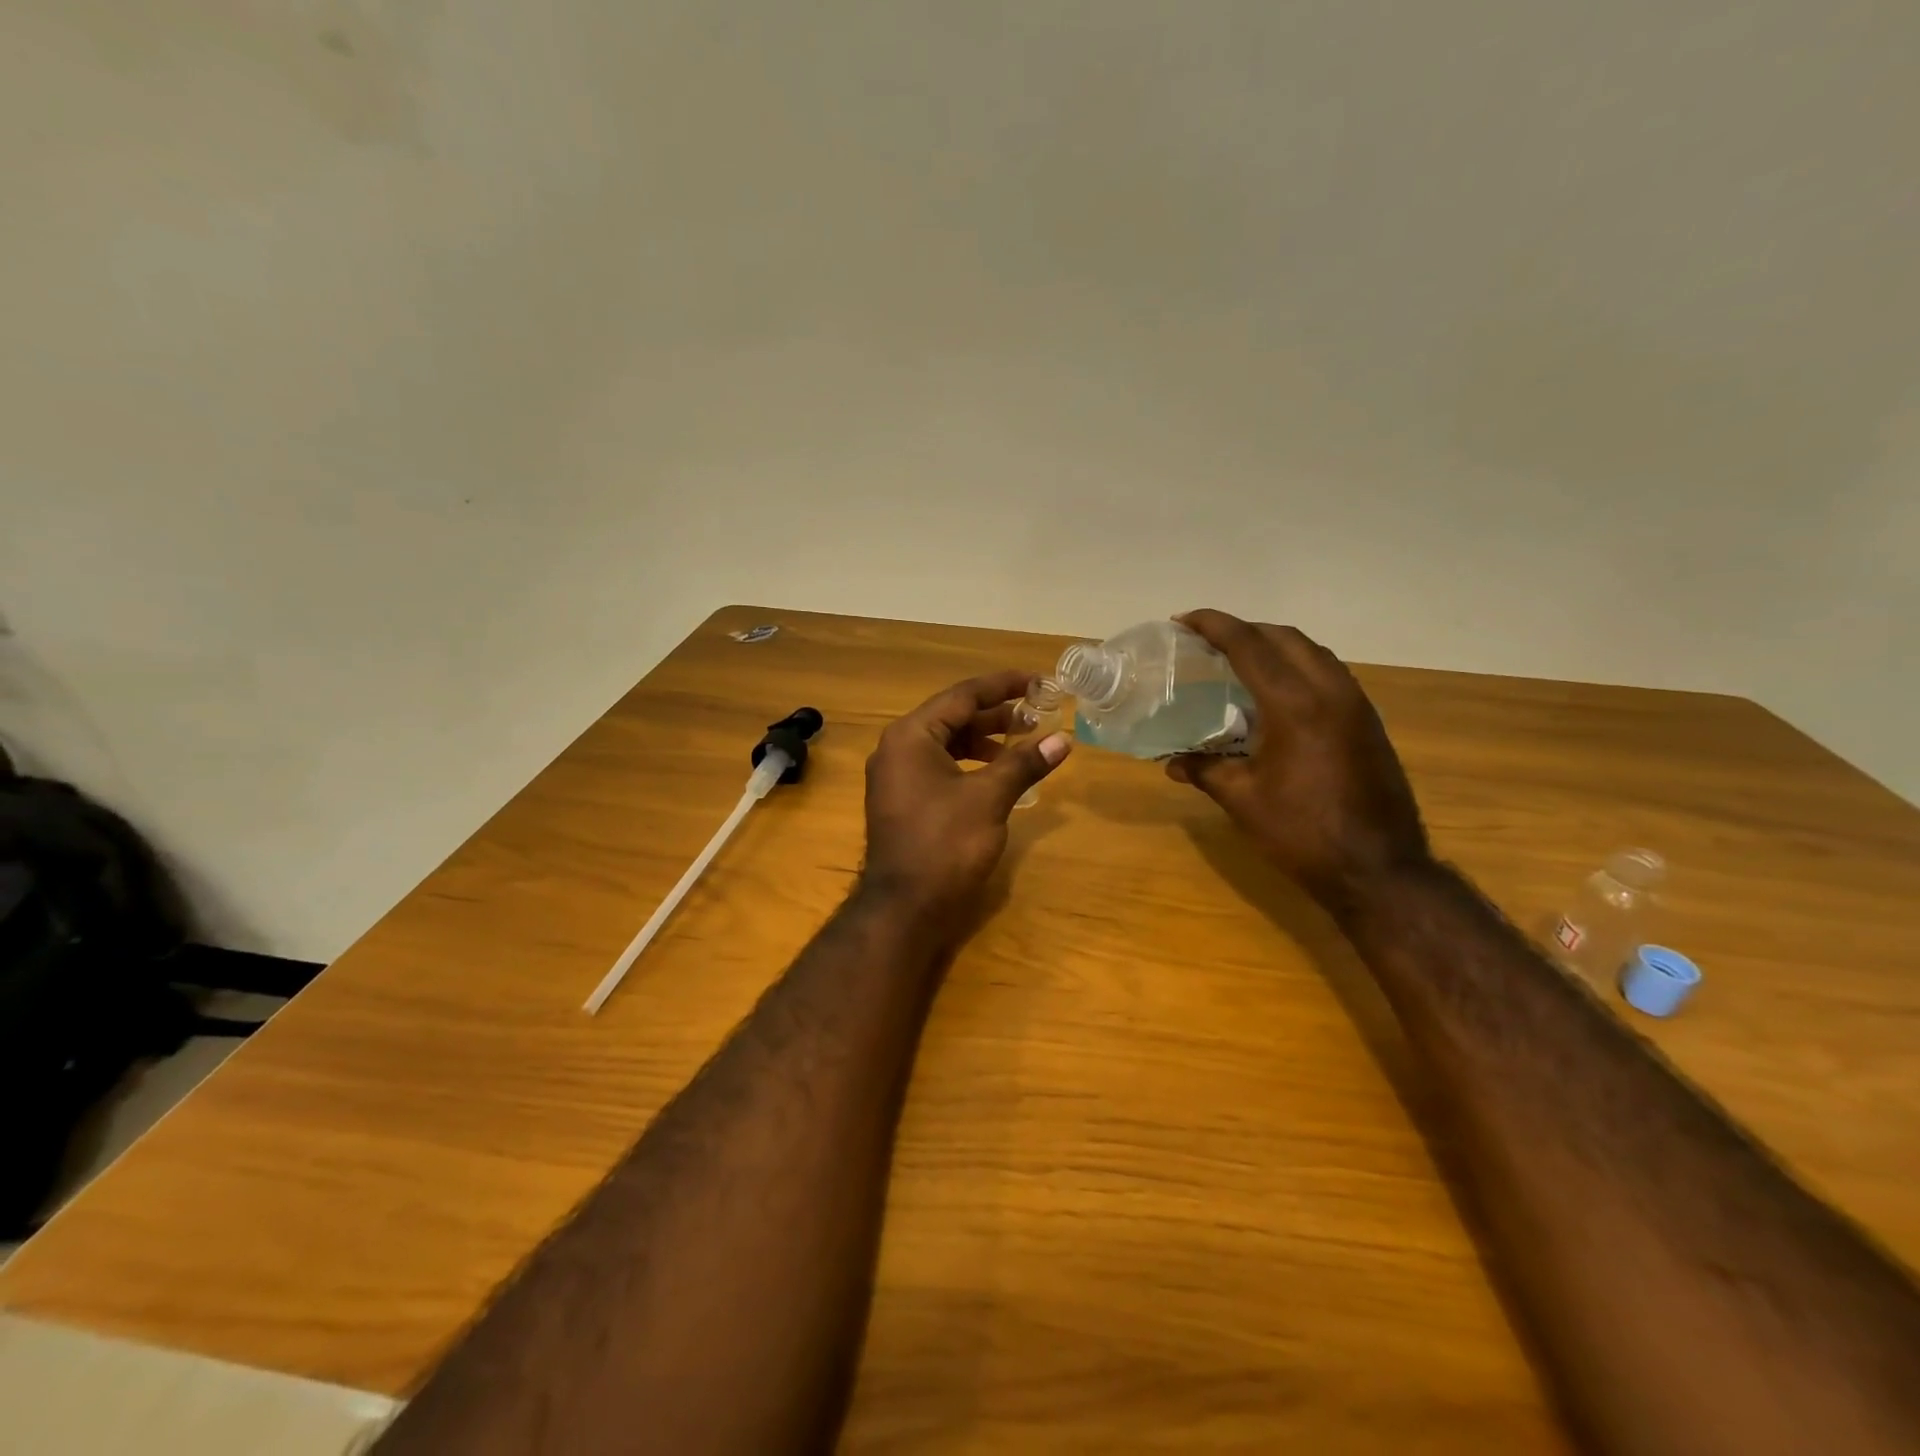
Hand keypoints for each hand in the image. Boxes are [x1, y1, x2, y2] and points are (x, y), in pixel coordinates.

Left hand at [861, 670, 1071, 937]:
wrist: (904, 908)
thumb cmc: (945, 845)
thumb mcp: (989, 799)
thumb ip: (1024, 763)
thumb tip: (1062, 740)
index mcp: (911, 736)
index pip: (962, 695)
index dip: (1003, 686)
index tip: (1037, 680)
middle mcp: (897, 748)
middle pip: (952, 717)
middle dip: (996, 714)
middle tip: (1037, 713)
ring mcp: (896, 776)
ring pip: (946, 744)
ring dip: (984, 740)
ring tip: (1023, 742)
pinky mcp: (903, 801)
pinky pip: (939, 767)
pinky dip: (970, 764)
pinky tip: (997, 774)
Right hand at [1166, 611, 1431, 914]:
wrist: (1378, 869)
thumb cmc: (1302, 833)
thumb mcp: (1243, 800)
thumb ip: (1205, 769)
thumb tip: (1171, 761)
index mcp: (1294, 705)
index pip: (1249, 645)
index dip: (1214, 626)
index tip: (1184, 620)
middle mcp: (1329, 692)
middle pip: (1284, 638)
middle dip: (1244, 630)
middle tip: (1208, 641)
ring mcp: (1355, 705)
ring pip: (1312, 652)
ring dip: (1274, 645)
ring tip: (1240, 659)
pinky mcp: (1368, 722)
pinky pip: (1329, 673)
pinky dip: (1297, 666)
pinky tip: (1277, 692)